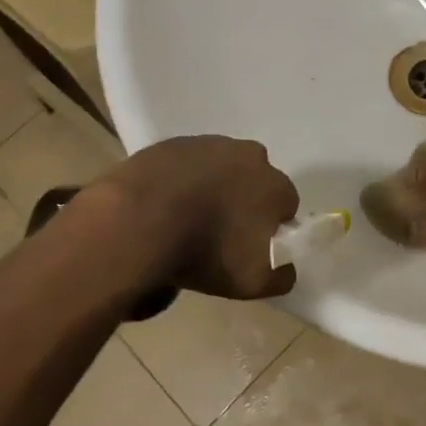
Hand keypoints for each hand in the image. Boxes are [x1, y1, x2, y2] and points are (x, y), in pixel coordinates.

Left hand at [96, 136, 299, 299]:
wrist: (138, 221)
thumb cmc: (204, 252)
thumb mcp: (251, 283)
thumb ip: (280, 277)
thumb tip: (288, 268)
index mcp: (275, 186)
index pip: (286, 204)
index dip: (270, 225)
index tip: (251, 244)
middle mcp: (250, 156)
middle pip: (255, 179)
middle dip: (245, 199)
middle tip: (220, 229)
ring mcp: (210, 144)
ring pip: (222, 167)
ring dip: (214, 186)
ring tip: (188, 216)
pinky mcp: (175, 143)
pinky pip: (188, 162)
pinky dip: (183, 178)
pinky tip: (165, 202)